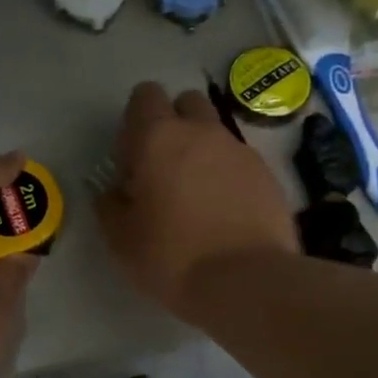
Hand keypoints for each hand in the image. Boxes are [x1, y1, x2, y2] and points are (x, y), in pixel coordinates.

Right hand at [96, 83, 297, 319]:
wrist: (247, 282)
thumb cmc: (172, 257)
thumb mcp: (121, 240)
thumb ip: (110, 205)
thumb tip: (113, 192)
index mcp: (158, 138)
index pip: (145, 95)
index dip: (136, 119)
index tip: (132, 157)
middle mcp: (202, 132)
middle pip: (186, 102)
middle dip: (174, 123)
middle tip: (164, 168)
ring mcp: (240, 150)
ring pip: (215, 132)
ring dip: (202, 150)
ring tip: (196, 195)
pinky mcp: (267, 175)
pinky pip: (239, 161)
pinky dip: (228, 175)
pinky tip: (224, 212)